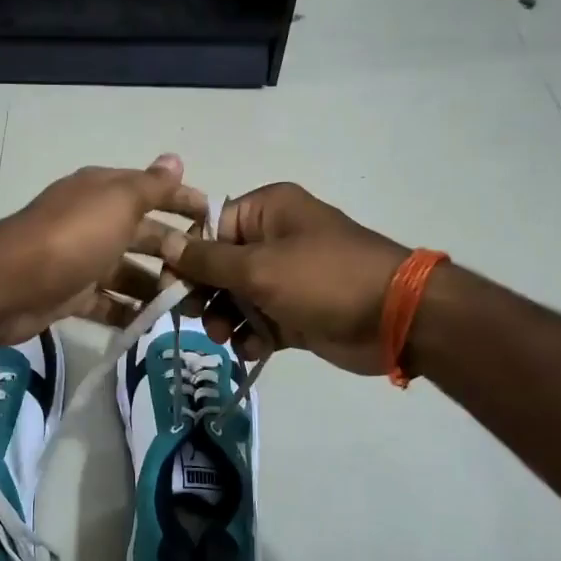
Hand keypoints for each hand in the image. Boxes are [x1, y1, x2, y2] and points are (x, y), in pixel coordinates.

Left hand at [0, 155, 206, 343]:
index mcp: (104, 193)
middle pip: (144, 236)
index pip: (153, 191)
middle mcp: (93, 222)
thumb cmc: (72, 236)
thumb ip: (151, 185)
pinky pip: (107, 303)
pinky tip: (151, 323)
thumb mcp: (118, 202)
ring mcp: (82, 260)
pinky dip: (127, 311)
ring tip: (187, 307)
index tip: (215, 221)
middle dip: (175, 253)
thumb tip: (175, 158)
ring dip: (155, 287)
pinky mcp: (71, 295)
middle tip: (208, 277)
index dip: (183, 202)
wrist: (9, 284)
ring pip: (128, 273)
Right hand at [162, 182, 408, 375]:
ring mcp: (288, 277)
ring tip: (224, 337)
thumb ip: (207, 260)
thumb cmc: (323, 279)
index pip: (211, 226)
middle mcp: (275, 238)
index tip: (171, 285)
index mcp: (267, 210)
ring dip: (225, 318)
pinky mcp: (297, 311)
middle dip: (205, 293)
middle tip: (195, 316)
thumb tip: (165, 242)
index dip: (188, 256)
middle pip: (220, 264)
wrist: (395, 318)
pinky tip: (252, 350)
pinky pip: (260, 321)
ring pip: (237, 297)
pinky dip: (252, 336)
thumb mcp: (259, 267)